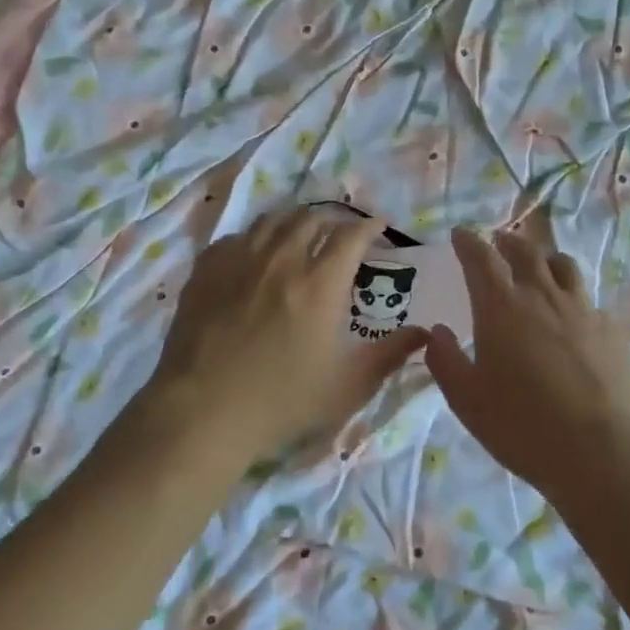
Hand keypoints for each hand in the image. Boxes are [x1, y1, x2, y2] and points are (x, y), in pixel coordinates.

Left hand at [147, 208, 425, 470]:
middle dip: (333, 220)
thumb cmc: (282, 401)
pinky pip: (237, 237)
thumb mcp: (348, 385)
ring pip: (272, 221)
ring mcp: (240, 260)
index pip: (351, 235)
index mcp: (320, 283)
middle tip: (340, 234)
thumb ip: (391, 355)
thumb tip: (426, 333)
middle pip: (312, 218)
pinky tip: (255, 253)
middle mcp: (282, 259)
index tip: (378, 226)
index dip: (369, 225)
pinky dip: (255, 238)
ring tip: (301, 234)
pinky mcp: (207, 270)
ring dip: (294, 221)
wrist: (203, 411)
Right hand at [425, 227, 629, 504]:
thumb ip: (446, 360)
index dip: (468, 242)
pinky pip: (589, 301)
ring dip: (545, 259)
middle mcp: (543, 297)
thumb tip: (437, 332)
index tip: (460, 234)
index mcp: (502, 308)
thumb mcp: (467, 400)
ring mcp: (584, 310)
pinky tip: (574, 318)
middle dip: (507, 242)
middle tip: (499, 242)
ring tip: (540, 266)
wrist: (601, 452)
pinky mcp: (613, 331)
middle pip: (525, 252)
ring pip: (564, 267)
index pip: (481, 259)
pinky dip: (574, 298)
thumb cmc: (522, 426)